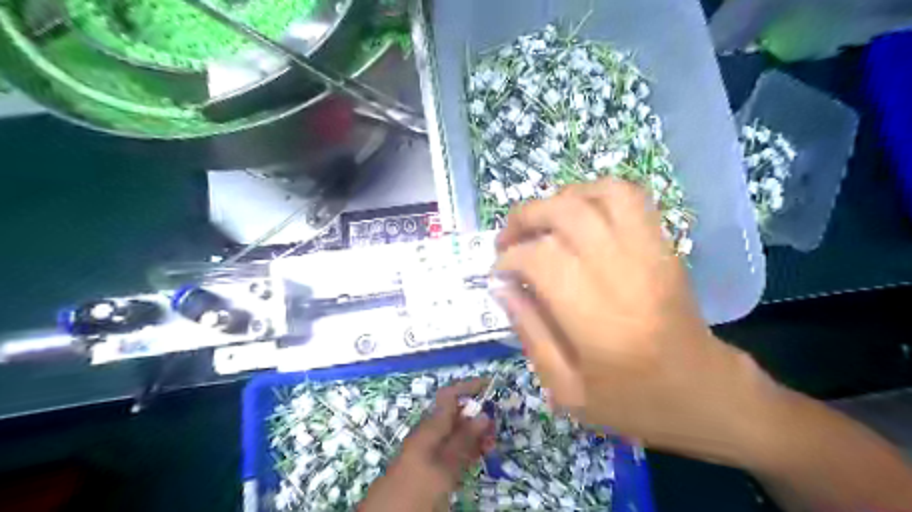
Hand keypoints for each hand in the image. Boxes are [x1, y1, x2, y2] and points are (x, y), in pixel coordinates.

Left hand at [358, 380, 496, 511]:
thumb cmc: (416, 489)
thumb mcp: (444, 467)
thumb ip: (464, 440)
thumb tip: (483, 414)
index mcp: (431, 427)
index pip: (451, 395)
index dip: (469, 387)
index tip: (490, 385)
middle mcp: (430, 433)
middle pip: (456, 414)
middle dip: (477, 415)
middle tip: (496, 429)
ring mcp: (429, 449)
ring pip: (456, 432)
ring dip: (474, 435)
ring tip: (491, 446)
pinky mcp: (429, 466)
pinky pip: (451, 449)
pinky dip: (467, 450)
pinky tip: (478, 457)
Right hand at [493, 178, 776, 464]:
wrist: (707, 394)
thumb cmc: (634, 402)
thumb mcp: (567, 390)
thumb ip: (529, 334)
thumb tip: (501, 286)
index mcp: (597, 321)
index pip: (541, 259)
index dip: (509, 259)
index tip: (498, 274)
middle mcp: (624, 275)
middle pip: (566, 214)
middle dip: (525, 218)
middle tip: (508, 240)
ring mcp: (650, 254)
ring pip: (599, 194)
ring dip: (559, 200)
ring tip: (541, 224)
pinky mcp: (664, 246)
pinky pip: (630, 197)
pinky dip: (594, 193)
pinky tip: (577, 216)